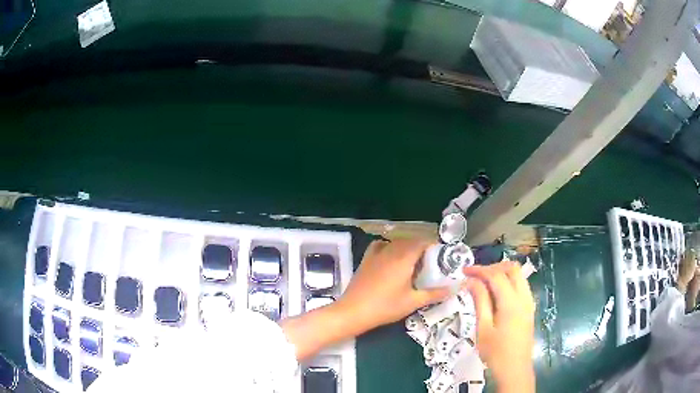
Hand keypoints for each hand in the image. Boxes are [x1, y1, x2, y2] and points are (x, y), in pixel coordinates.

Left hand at [337, 239, 450, 333]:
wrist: (353, 311)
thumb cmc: (385, 307)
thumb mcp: (413, 302)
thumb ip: (435, 294)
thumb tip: (456, 288)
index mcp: (404, 258)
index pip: (422, 242)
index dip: (434, 246)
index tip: (441, 257)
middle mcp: (391, 251)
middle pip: (410, 241)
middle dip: (422, 248)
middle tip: (430, 263)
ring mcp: (376, 254)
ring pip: (396, 243)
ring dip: (407, 248)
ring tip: (414, 263)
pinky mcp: (366, 260)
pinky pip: (380, 246)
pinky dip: (389, 247)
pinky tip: (391, 258)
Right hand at [463, 261, 534, 392]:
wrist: (515, 369)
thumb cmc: (495, 352)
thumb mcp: (483, 328)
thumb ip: (480, 301)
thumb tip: (471, 281)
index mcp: (511, 302)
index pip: (496, 275)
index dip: (479, 270)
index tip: (463, 271)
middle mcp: (524, 297)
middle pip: (512, 269)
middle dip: (493, 267)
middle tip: (475, 275)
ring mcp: (529, 302)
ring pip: (519, 275)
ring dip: (502, 273)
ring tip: (484, 282)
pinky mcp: (529, 308)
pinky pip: (521, 285)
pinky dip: (509, 282)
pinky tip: (497, 293)